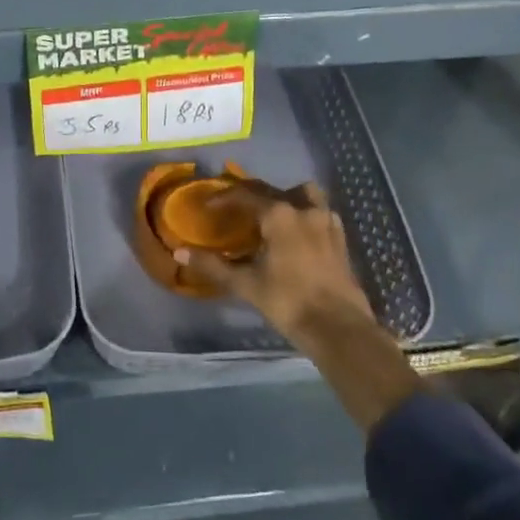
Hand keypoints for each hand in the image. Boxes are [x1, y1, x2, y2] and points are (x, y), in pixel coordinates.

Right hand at [177, 182, 380, 347]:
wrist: (339, 329)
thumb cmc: (289, 302)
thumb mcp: (246, 284)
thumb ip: (212, 266)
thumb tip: (179, 252)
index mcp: (279, 214)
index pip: (244, 194)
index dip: (222, 198)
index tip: (207, 206)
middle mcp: (303, 209)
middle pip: (270, 190)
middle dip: (249, 196)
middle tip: (233, 210)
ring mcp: (326, 221)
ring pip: (302, 194)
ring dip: (284, 197)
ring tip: (271, 216)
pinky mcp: (340, 238)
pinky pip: (319, 212)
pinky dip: (304, 213)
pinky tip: (296, 233)